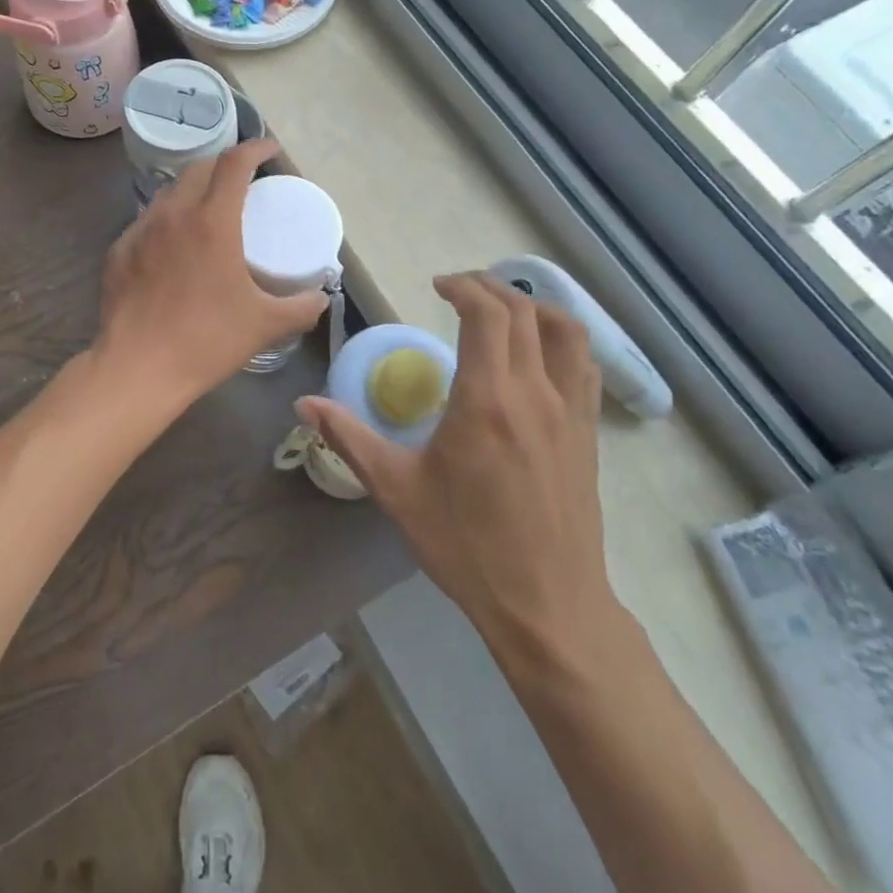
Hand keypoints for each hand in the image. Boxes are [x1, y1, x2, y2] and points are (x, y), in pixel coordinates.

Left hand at [94, 140, 328, 410]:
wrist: (138, 368)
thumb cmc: (207, 340)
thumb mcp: (266, 324)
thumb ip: (302, 307)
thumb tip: (321, 297)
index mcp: (212, 221)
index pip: (235, 164)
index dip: (255, 148)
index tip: (270, 150)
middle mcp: (173, 214)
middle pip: (199, 169)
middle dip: (224, 165)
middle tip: (242, 181)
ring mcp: (140, 230)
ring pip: (170, 192)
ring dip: (193, 190)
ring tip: (208, 209)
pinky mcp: (118, 251)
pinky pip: (147, 221)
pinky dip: (167, 219)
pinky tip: (173, 244)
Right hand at [298, 272, 612, 655]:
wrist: (547, 606)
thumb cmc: (467, 546)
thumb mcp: (397, 490)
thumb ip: (349, 438)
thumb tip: (303, 404)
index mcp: (487, 398)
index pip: (487, 313)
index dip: (464, 287)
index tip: (438, 287)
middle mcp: (536, 392)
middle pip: (524, 311)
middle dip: (491, 288)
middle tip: (459, 291)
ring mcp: (572, 412)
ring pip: (567, 331)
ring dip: (533, 307)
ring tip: (502, 312)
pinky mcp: (589, 434)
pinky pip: (584, 366)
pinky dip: (562, 341)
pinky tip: (539, 356)